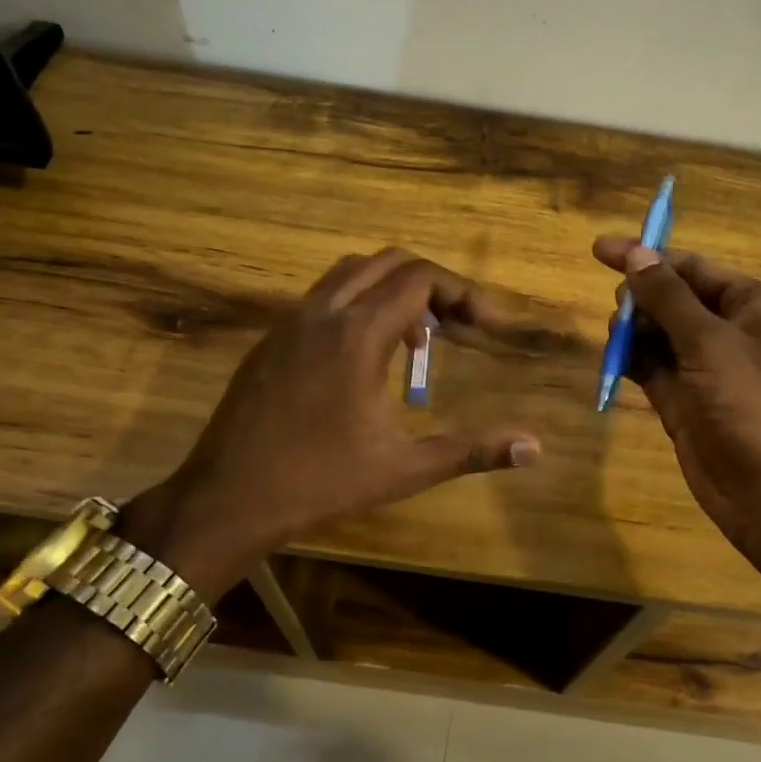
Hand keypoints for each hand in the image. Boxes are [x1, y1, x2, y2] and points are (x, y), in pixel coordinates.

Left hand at [122, 249, 540, 596]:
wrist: (225, 500)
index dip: (463, 293)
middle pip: (390, 262)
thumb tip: (535, 447)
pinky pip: (324, 294)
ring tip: (418, 337)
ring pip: (351, 271)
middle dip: (433, 285)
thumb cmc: (318, 483)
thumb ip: (471, 450)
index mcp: (358, 334)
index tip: (488, 324)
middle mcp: (323, 312)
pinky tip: (367, 353)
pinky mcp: (271, 338)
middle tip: (460, 326)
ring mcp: (290, 321)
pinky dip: (359, 301)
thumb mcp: (403, 469)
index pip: (420, 279)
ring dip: (393, 288)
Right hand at [593, 237, 760, 567]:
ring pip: (658, 334)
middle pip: (672, 298)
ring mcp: (705, 368)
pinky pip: (652, 368)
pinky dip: (632, 361)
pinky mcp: (685, 400)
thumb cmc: (752, 405)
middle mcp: (728, 330)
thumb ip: (667, 297)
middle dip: (640, 299)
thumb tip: (635, 252)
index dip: (646, 256)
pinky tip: (614, 360)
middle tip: (618, 312)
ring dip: (633, 331)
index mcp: (750, 304)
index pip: (691, 267)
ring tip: (616, 339)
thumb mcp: (709, 342)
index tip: (599, 250)